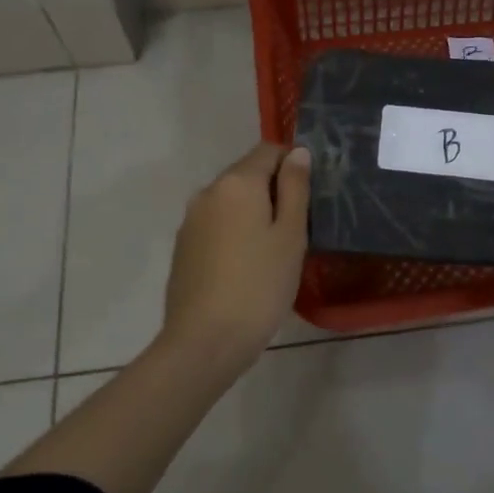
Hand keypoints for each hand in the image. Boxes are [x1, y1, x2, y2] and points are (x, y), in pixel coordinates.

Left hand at [161, 142, 310, 368]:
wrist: (204, 342)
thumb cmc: (259, 286)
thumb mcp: (291, 235)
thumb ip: (295, 188)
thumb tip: (298, 152)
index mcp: (237, 182)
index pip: (269, 150)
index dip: (293, 164)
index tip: (310, 195)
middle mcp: (208, 192)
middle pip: (247, 174)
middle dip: (274, 190)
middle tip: (298, 227)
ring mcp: (190, 220)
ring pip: (231, 201)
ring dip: (254, 212)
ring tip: (274, 250)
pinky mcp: (183, 247)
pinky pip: (216, 224)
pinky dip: (235, 232)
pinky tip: (247, 266)